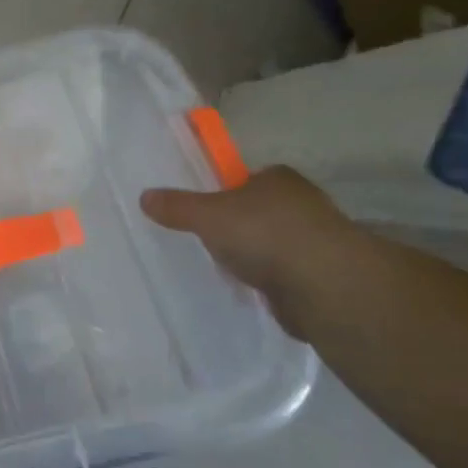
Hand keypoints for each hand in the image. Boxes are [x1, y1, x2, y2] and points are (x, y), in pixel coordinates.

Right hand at [140, 166, 358, 334]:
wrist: (322, 286)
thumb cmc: (263, 234)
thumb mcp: (206, 215)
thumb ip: (177, 206)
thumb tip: (144, 196)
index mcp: (278, 178)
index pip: (245, 178)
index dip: (223, 192)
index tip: (203, 211)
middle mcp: (302, 203)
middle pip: (259, 210)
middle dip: (237, 226)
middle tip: (207, 240)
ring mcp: (315, 240)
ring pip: (272, 243)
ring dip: (254, 256)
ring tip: (224, 269)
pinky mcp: (321, 275)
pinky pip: (283, 273)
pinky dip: (268, 280)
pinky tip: (249, 290)